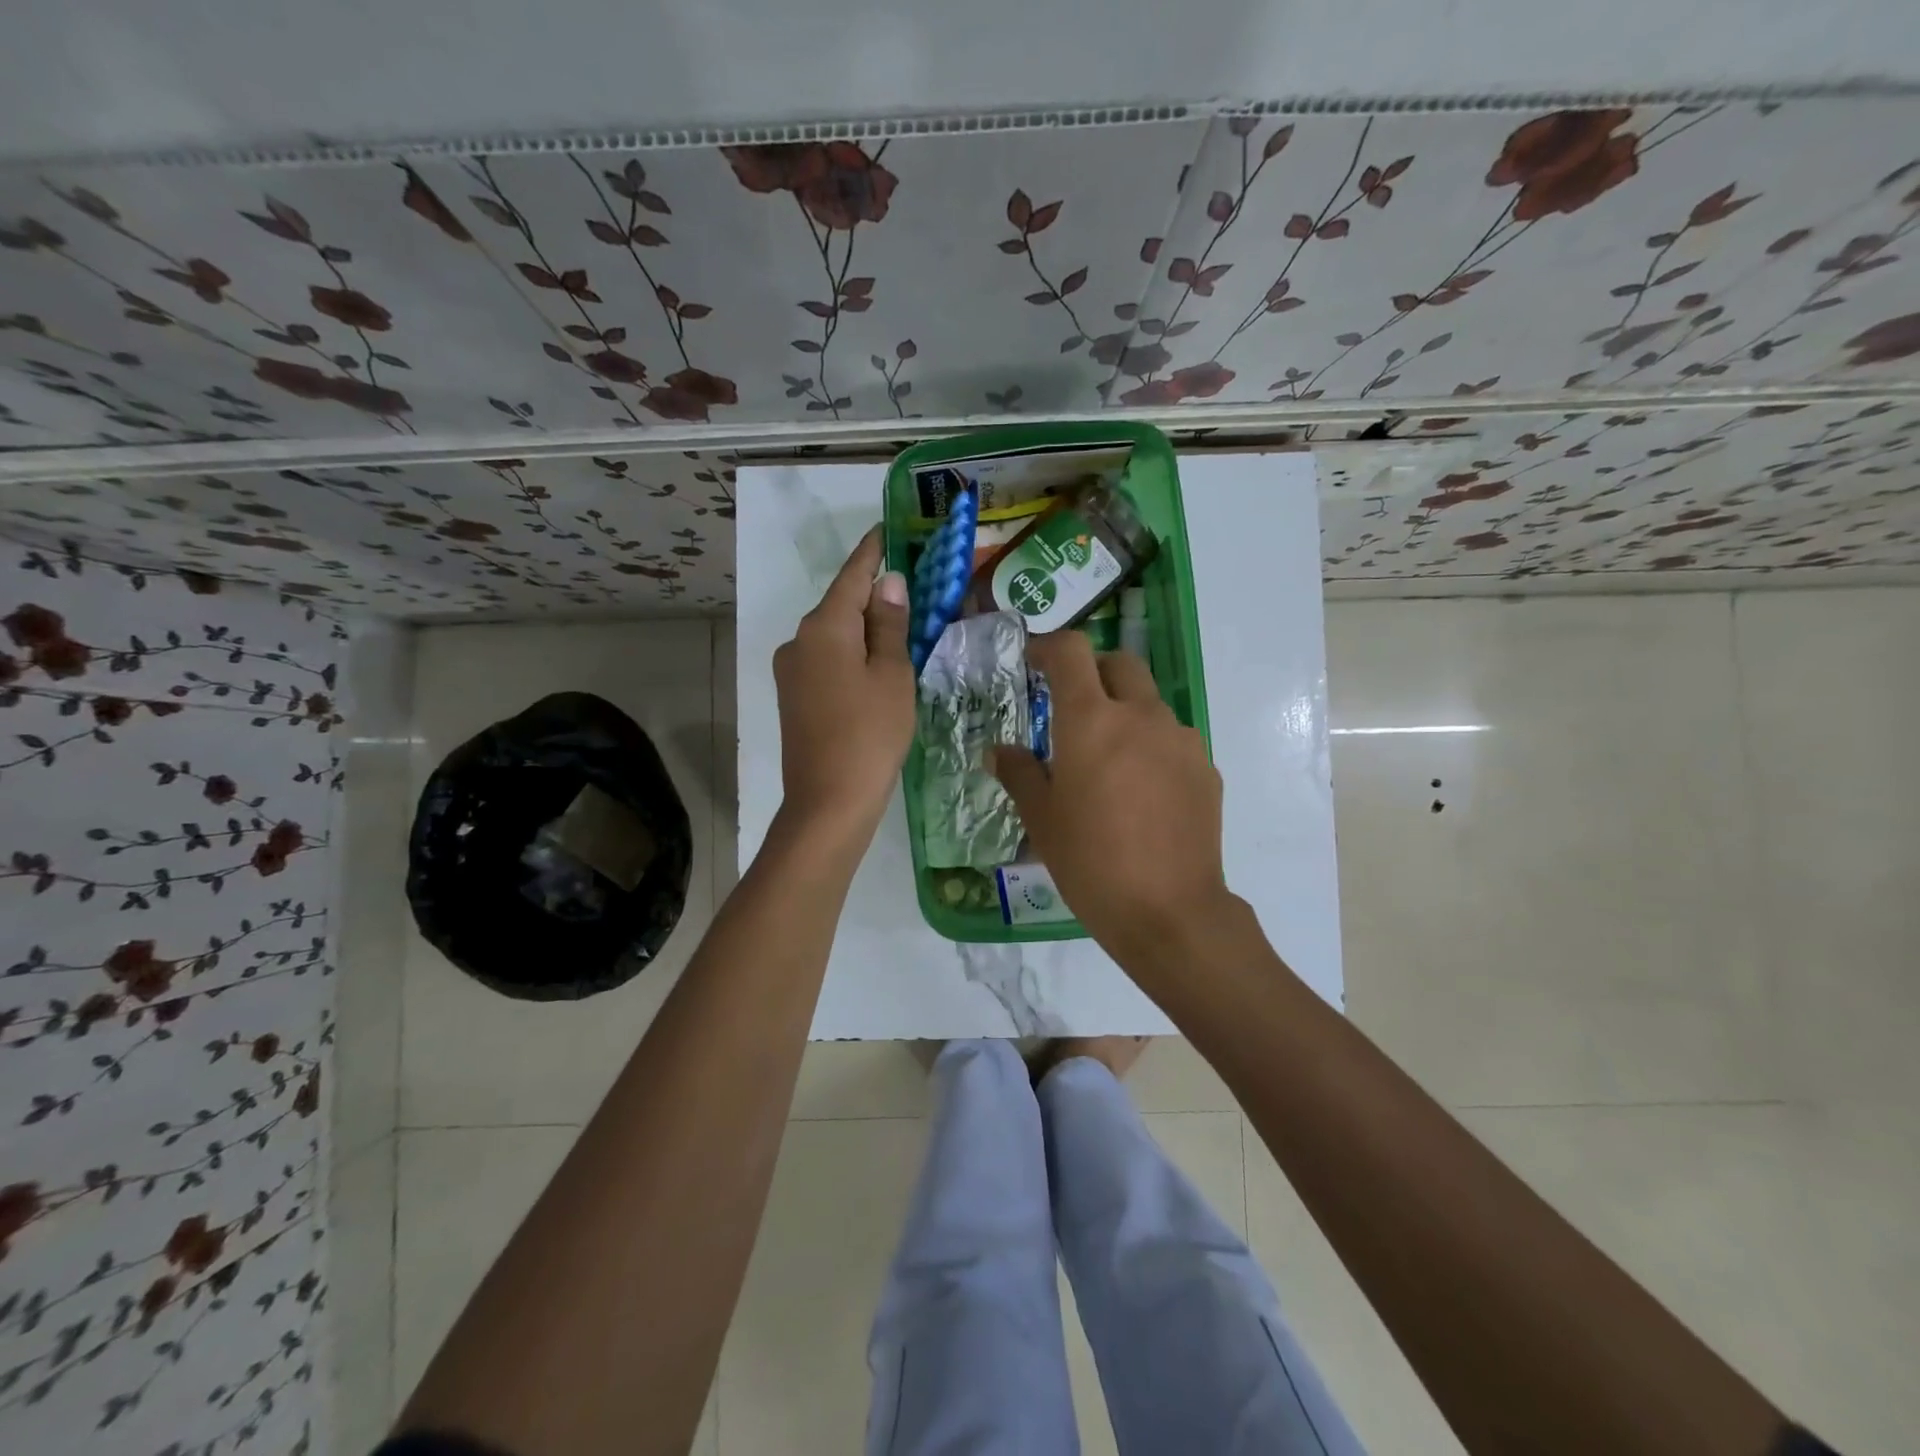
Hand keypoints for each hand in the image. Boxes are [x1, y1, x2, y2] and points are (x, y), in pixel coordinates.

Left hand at [773, 526, 913, 848]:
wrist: (829, 801)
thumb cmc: (870, 733)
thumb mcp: (893, 675)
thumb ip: (890, 625)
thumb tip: (889, 583)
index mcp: (824, 627)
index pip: (852, 575)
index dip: (872, 552)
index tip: (886, 530)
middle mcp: (799, 641)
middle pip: (841, 605)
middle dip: (874, 596)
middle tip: (912, 589)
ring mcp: (792, 671)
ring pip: (834, 636)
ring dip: (865, 630)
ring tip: (902, 633)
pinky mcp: (794, 697)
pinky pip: (827, 661)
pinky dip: (852, 655)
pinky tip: (877, 668)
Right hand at [991, 632, 1231, 967]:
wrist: (1169, 911)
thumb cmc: (1091, 861)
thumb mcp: (1042, 819)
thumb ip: (1019, 773)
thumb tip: (1000, 750)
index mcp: (1092, 720)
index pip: (1072, 651)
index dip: (1049, 646)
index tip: (1034, 662)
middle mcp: (1141, 715)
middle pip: (1119, 663)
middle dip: (1092, 672)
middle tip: (1071, 705)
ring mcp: (1180, 739)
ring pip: (1149, 702)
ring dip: (1124, 710)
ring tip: (1108, 759)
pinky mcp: (1205, 767)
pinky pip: (1172, 738)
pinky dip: (1150, 745)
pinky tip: (1141, 791)